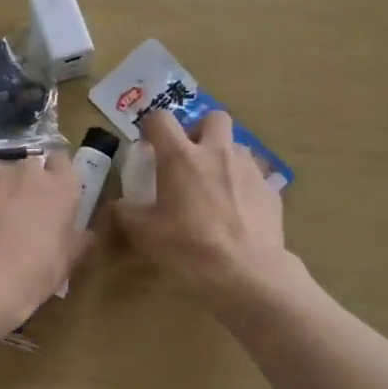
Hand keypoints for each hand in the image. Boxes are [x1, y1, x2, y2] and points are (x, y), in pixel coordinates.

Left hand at [0, 153, 91, 326]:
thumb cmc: (35, 271)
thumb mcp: (66, 262)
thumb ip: (76, 241)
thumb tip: (86, 235)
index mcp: (61, 187)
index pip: (62, 162)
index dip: (55, 175)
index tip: (50, 193)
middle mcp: (28, 171)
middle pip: (29, 167)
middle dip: (24, 184)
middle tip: (18, 211)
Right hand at [113, 109, 287, 298]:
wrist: (246, 270)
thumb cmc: (188, 245)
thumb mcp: (144, 232)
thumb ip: (125, 213)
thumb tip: (116, 205)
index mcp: (180, 156)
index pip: (161, 119)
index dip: (151, 126)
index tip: (148, 143)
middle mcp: (217, 152)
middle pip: (213, 117)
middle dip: (201, 130)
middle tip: (191, 156)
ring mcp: (249, 168)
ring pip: (237, 146)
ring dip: (224, 157)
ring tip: (216, 186)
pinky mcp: (271, 189)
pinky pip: (256, 177)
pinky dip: (245, 186)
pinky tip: (239, 211)